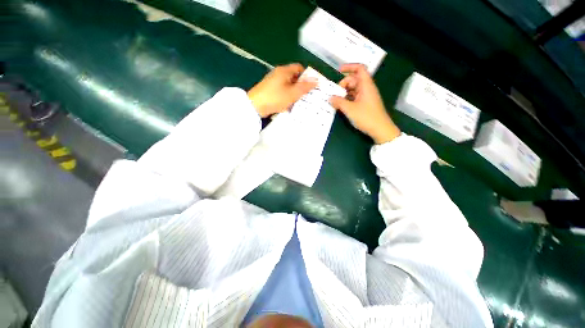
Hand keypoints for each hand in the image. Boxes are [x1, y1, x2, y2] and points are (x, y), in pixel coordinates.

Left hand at [248, 63, 316, 117]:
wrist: (255, 106)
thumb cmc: (275, 98)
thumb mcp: (293, 93)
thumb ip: (305, 87)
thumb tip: (316, 80)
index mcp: (284, 71)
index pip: (299, 68)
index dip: (306, 76)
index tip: (311, 85)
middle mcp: (278, 74)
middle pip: (293, 78)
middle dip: (300, 86)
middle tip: (307, 96)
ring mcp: (272, 82)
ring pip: (288, 86)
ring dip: (293, 93)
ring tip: (298, 102)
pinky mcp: (269, 91)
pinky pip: (281, 92)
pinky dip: (286, 97)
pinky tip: (288, 105)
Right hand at [329, 64, 400, 143]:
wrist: (380, 129)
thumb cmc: (366, 117)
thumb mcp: (350, 109)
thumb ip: (339, 102)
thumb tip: (330, 98)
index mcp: (366, 85)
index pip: (359, 69)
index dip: (349, 67)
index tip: (338, 71)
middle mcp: (366, 89)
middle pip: (354, 80)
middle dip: (343, 84)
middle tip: (334, 94)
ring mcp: (366, 97)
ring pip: (353, 90)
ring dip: (344, 93)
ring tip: (335, 101)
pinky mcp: (365, 104)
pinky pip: (354, 97)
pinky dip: (347, 99)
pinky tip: (340, 105)